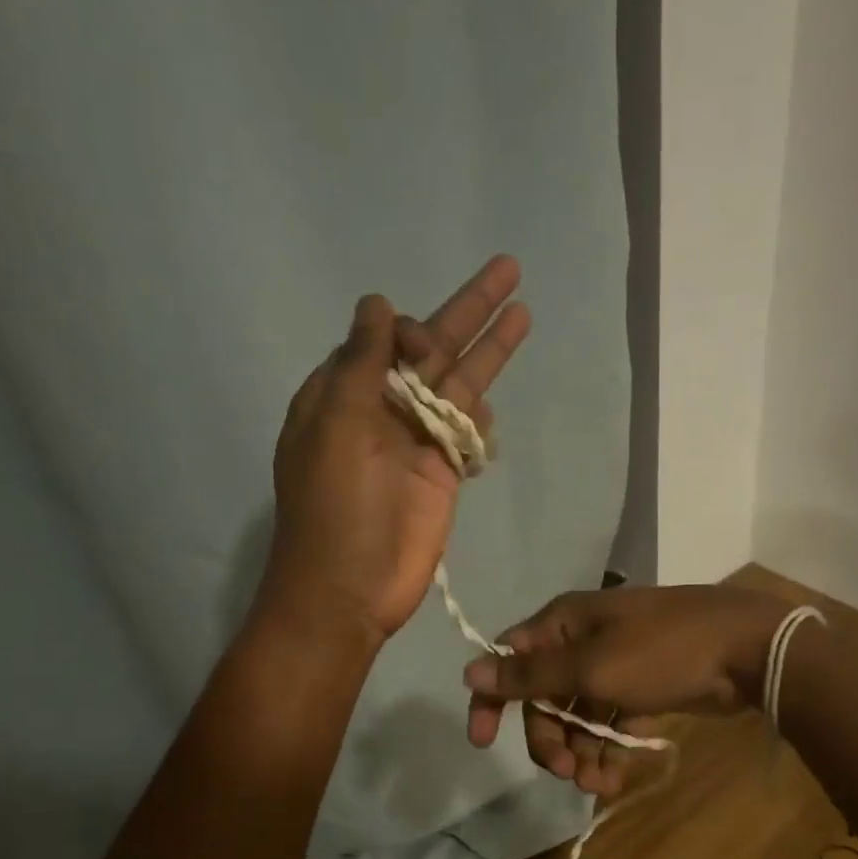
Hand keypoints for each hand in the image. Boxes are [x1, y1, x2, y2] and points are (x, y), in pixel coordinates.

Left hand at [262, 256, 530, 643]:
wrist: (351, 590)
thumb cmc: (335, 509)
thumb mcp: (337, 426)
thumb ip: (361, 364)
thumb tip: (377, 303)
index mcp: (344, 394)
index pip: (383, 340)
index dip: (408, 330)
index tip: (421, 345)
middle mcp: (383, 412)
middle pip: (433, 351)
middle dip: (469, 311)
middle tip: (509, 269)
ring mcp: (417, 444)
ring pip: (459, 387)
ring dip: (489, 352)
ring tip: (522, 314)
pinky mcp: (443, 475)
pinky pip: (467, 434)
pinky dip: (481, 421)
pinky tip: (490, 413)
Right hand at [461, 586, 790, 794]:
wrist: (748, 650)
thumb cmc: (663, 652)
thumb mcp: (591, 666)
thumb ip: (530, 675)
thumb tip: (468, 671)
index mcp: (563, 625)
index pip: (510, 660)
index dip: (492, 700)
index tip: (483, 743)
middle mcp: (582, 642)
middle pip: (545, 697)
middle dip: (550, 738)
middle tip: (565, 772)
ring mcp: (613, 666)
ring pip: (578, 716)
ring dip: (579, 752)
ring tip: (596, 786)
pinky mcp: (641, 689)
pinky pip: (610, 723)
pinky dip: (608, 750)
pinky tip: (614, 779)